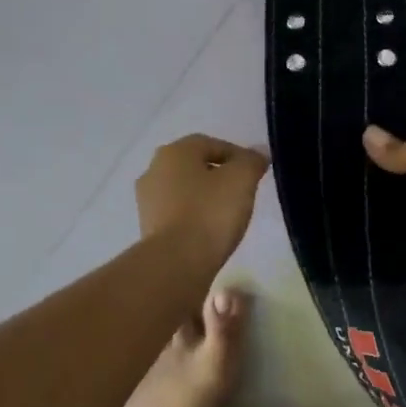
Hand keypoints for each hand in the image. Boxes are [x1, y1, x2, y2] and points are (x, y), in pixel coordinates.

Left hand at [136, 135, 269, 268]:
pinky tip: (209, 229)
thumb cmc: (210, 212)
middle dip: (219, 174)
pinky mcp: (147, 226)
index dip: (237, 155)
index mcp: (175, 151)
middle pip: (194, 165)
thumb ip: (251, 161)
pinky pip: (177, 212)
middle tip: (242, 191)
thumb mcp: (241, 180)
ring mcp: (146, 200)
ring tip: (227, 213)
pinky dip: (193, 215)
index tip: (255, 173)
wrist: (176, 262)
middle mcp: (154, 169)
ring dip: (204, 196)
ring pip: (184, 189)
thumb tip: (259, 152)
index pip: (211, 144)